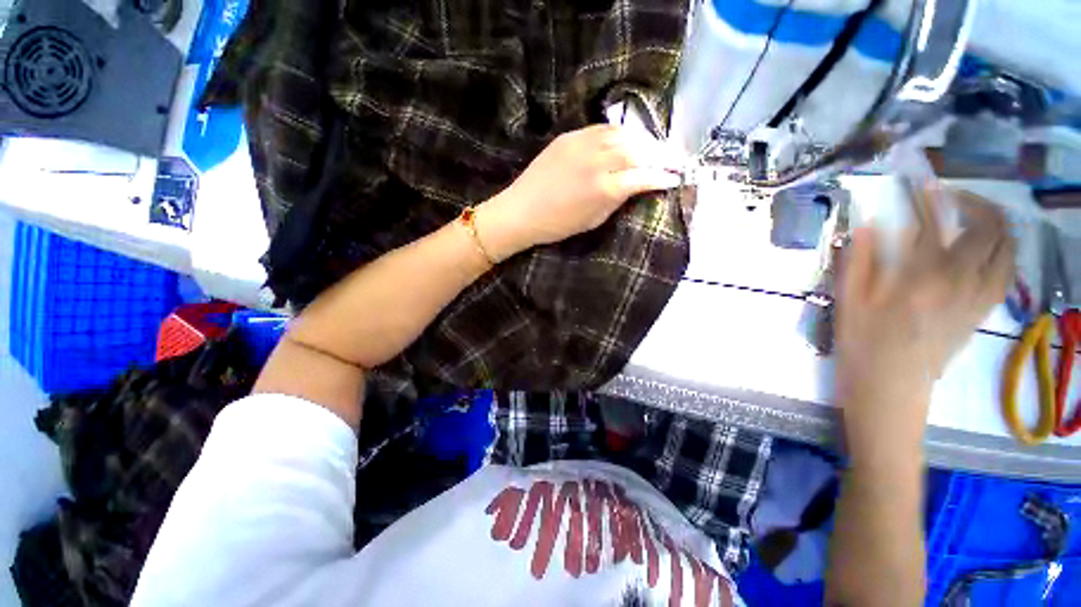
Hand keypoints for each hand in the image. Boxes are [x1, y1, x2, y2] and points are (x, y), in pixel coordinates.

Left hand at [476, 124, 681, 260]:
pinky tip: (625, 140)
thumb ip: (618, 200)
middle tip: (674, 159)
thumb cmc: (557, 225)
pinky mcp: (569, 136)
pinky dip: (619, 134)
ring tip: (653, 148)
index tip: (676, 178)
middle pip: (638, 150)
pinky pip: (602, 129)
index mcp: (604, 189)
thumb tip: (637, 185)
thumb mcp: (593, 220)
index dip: (662, 177)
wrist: (521, 211)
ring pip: (622, 134)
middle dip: (661, 155)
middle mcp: (598, 161)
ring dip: (643, 141)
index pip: (643, 177)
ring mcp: (582, 144)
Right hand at [835, 187, 1014, 460]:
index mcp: (919, 277)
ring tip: (973, 215)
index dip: (926, 197)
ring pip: (1006, 248)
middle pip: (987, 228)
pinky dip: (1002, 251)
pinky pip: (1006, 273)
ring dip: (995, 223)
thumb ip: (859, 258)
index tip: (919, 182)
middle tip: (949, 196)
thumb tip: (867, 223)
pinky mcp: (981, 311)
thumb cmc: (861, 343)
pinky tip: (987, 248)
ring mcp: (976, 296)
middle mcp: (959, 281)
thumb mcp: (848, 300)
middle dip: (972, 201)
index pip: (931, 223)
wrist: (890, 387)